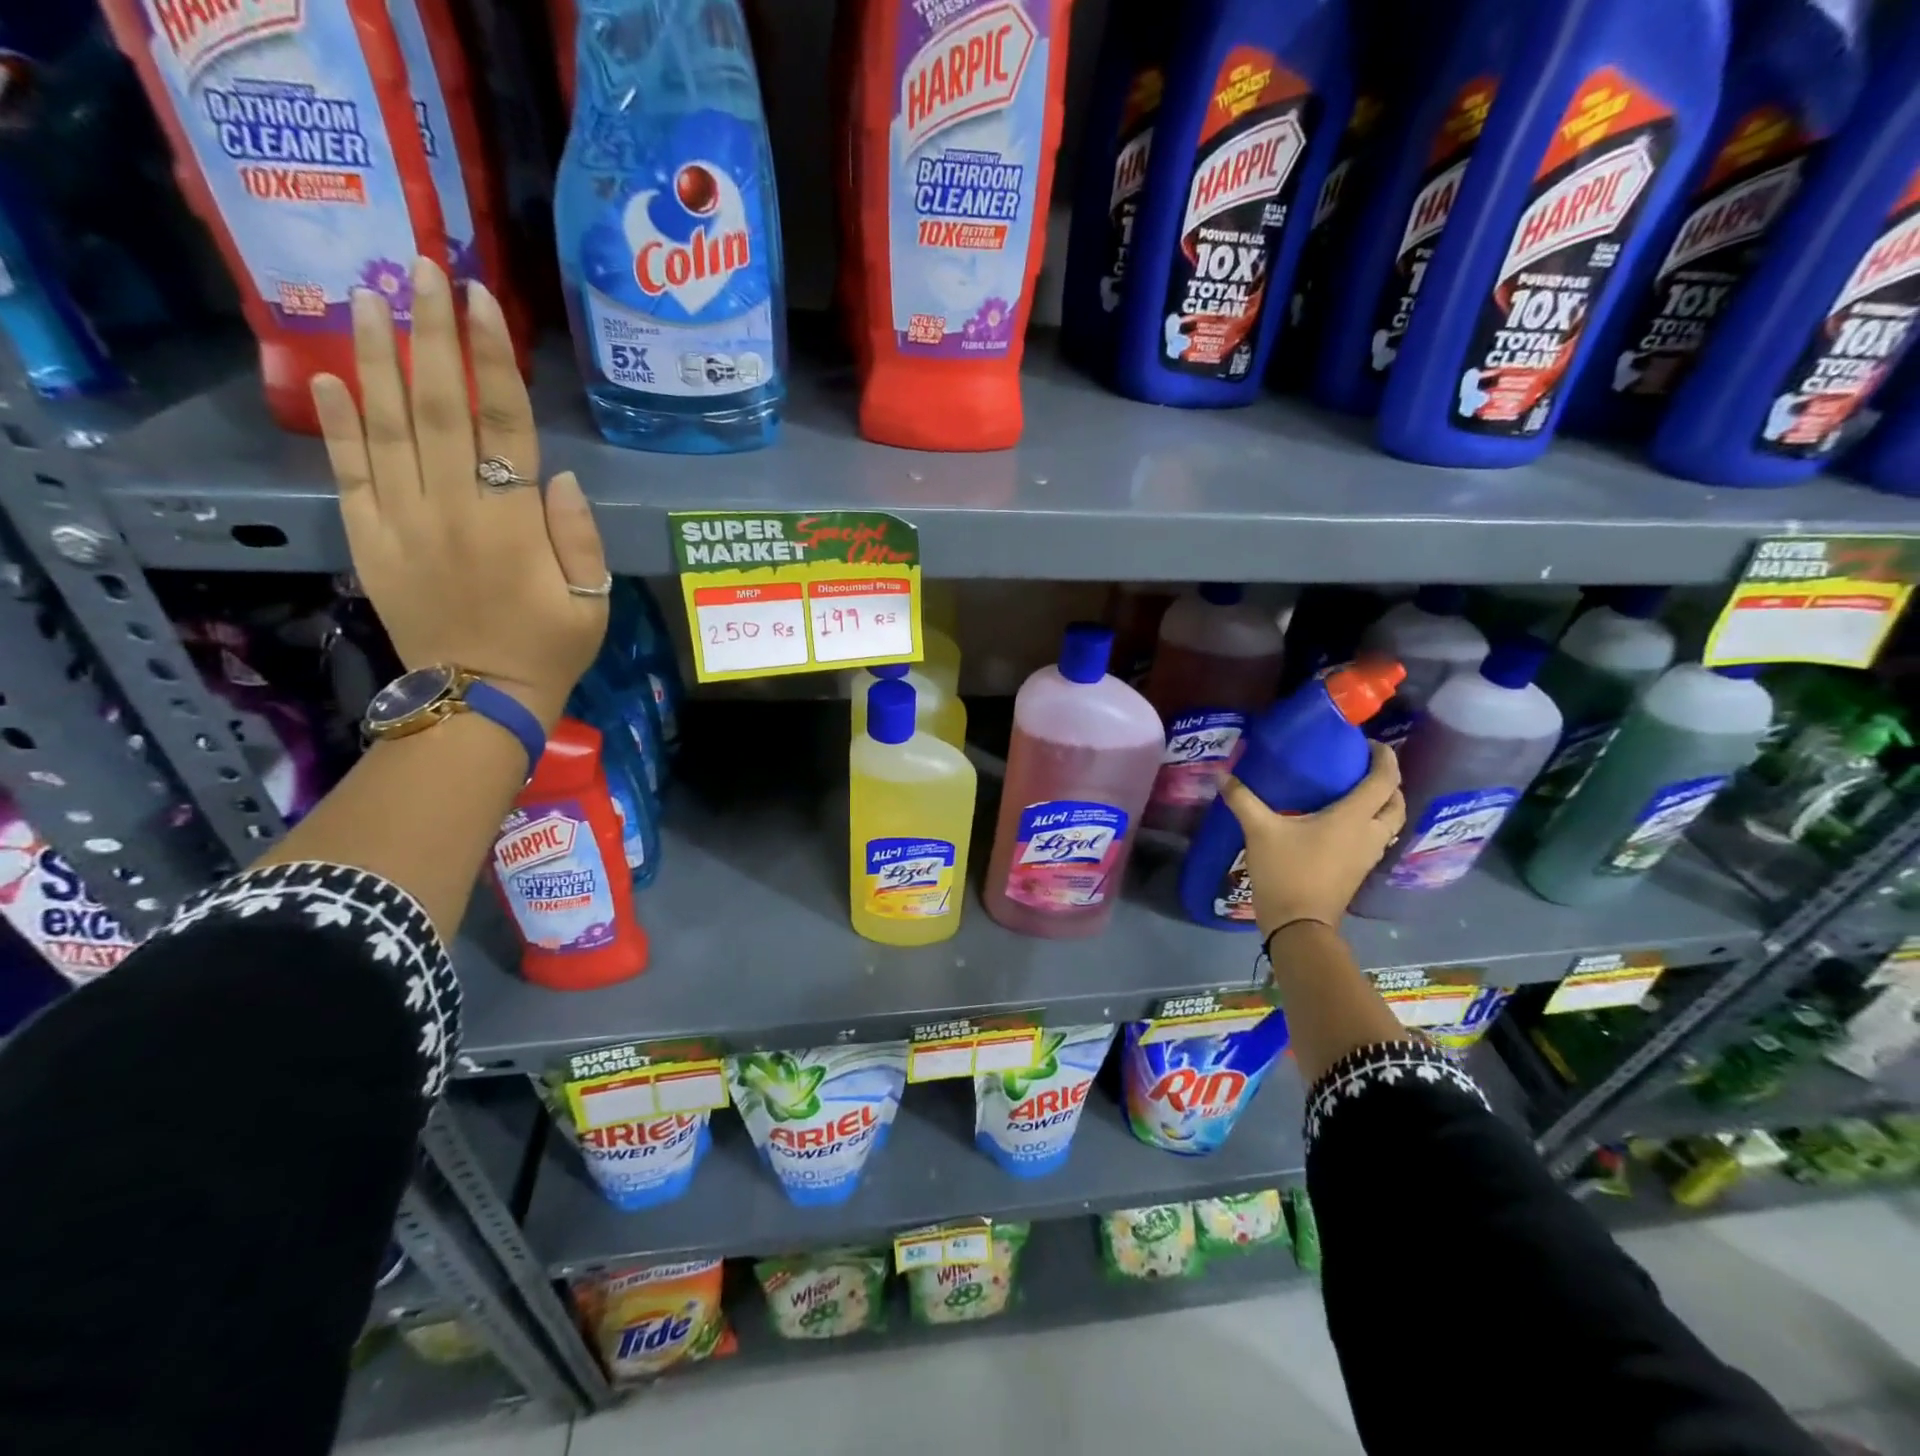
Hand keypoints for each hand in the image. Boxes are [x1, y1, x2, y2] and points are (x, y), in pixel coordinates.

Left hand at [309, 257, 607, 728]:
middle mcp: (453, 509)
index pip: (503, 424)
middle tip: (418, 266)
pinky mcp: (369, 539)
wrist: (479, 700)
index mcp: (514, 524)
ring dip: (378, 357)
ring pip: (386, 425)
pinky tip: (326, 375)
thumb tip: (560, 475)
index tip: (478, 298)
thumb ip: (579, 537)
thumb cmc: (549, 649)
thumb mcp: (592, 602)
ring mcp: (403, 521)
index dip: (491, 358)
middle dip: (429, 332)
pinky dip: (334, 422)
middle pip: (438, 406)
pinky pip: (348, 471)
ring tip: (368, 295)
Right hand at [1219, 741, 1406, 934]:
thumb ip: (1242, 799)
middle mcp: (1370, 833)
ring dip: (1382, 804)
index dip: (1384, 757)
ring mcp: (1368, 855)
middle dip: (1387, 781)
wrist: (1299, 924)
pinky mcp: (1360, 870)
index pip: (1384, 780)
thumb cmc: (1286, 871)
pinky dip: (1370, 823)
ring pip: (1391, 822)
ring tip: (1355, 792)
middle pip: (1395, 801)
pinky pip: (1377, 838)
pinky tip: (1344, 823)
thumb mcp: (1260, 831)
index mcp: (1354, 817)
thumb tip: (1221, 774)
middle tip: (1363, 768)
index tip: (1369, 744)